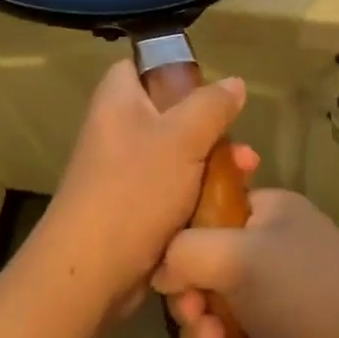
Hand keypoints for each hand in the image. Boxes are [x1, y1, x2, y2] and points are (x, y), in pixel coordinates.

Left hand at [30, 59, 253, 321]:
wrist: (92, 272)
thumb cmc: (134, 190)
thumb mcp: (183, 137)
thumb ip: (211, 105)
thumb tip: (234, 83)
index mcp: (118, 100)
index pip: (142, 65)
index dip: (176, 71)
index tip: (210, 89)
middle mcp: (118, 129)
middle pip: (171, 113)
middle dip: (212, 129)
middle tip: (242, 148)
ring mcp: (125, 171)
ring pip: (179, 155)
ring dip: (214, 164)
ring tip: (247, 175)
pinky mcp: (135, 206)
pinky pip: (174, 188)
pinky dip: (199, 193)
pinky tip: (229, 204)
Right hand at [151, 189, 338, 337]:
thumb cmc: (306, 296)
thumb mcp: (238, 256)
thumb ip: (185, 251)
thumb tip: (162, 270)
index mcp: (268, 212)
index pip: (207, 213)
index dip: (182, 244)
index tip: (172, 277)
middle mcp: (273, 251)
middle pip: (205, 271)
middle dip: (193, 306)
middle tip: (202, 326)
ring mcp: (280, 302)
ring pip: (216, 318)